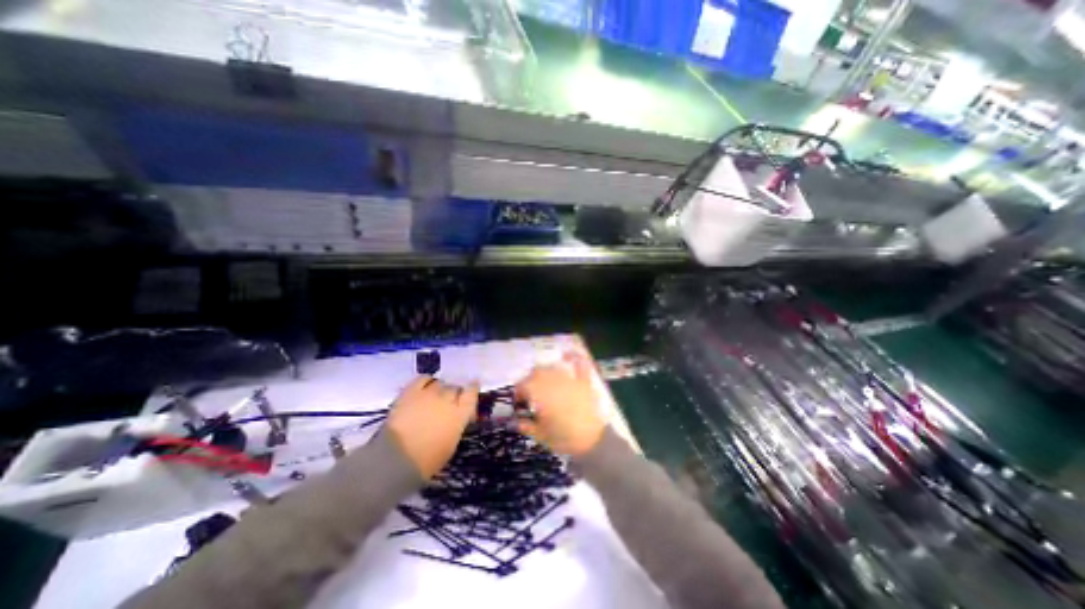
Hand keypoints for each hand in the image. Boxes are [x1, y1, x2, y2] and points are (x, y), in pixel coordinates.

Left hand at [384, 373, 476, 477]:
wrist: (396, 460)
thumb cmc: (427, 460)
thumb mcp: (451, 443)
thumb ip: (456, 424)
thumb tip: (456, 417)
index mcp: (460, 414)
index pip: (471, 393)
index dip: (472, 388)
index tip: (473, 386)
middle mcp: (447, 399)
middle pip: (454, 388)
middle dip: (454, 392)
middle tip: (449, 400)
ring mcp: (429, 394)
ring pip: (440, 383)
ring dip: (440, 388)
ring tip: (435, 395)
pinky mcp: (411, 392)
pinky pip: (422, 378)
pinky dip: (426, 381)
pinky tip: (425, 385)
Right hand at [514, 356, 606, 455]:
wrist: (592, 442)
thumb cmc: (563, 439)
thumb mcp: (540, 435)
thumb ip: (526, 426)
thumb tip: (515, 422)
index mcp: (539, 393)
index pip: (523, 385)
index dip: (518, 393)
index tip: (518, 403)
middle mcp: (552, 382)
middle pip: (536, 373)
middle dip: (529, 381)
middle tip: (529, 395)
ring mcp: (569, 380)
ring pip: (552, 368)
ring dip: (545, 372)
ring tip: (543, 382)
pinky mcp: (583, 382)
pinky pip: (579, 365)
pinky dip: (574, 358)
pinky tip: (568, 354)